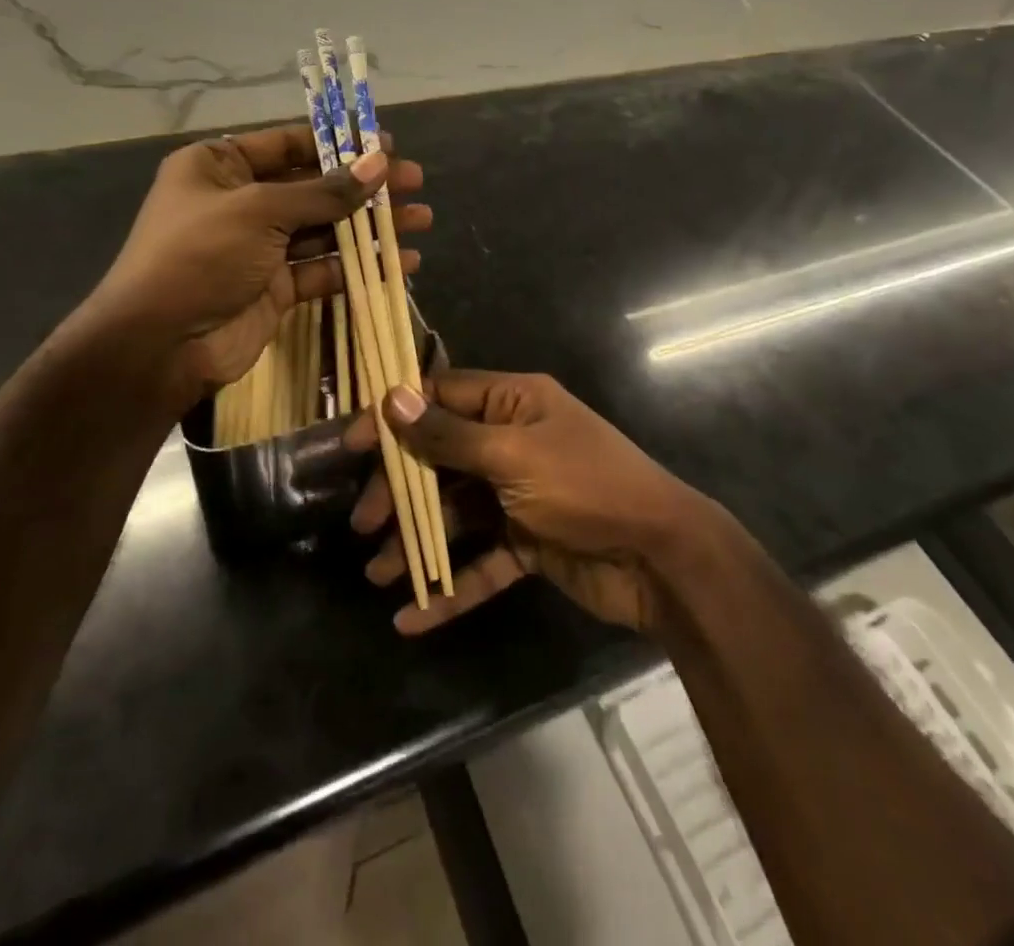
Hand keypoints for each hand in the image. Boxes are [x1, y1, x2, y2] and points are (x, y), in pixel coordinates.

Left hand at [84, 126, 430, 389]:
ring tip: (421, 220)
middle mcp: (240, 202)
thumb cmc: (200, 257)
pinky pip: (325, 267)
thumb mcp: (260, 212)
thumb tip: (380, 164)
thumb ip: (325, 191)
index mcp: (220, 167)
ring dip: (371, 226)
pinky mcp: (276, 286)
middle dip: (365, 186)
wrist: (160, 346)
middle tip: (416, 183)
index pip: (289, 144)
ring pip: (326, 228)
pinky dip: (360, 265)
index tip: (388, 146)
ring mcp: (259, 247)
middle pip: (314, 186)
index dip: (340, 143)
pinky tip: (402, 262)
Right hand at [348, 371, 715, 634]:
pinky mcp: (530, 543)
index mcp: (515, 403)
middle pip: (443, 458)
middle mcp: (514, 442)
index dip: (397, 416)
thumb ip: (450, 435)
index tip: (352, 444)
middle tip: (365, 522)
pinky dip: (452, 584)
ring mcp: (522, 495)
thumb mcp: (513, 456)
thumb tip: (393, 399)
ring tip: (380, 573)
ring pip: (458, 513)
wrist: (661, 558)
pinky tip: (415, 616)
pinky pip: (482, 560)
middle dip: (403, 489)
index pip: (443, 396)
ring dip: (420, 541)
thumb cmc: (586, 487)